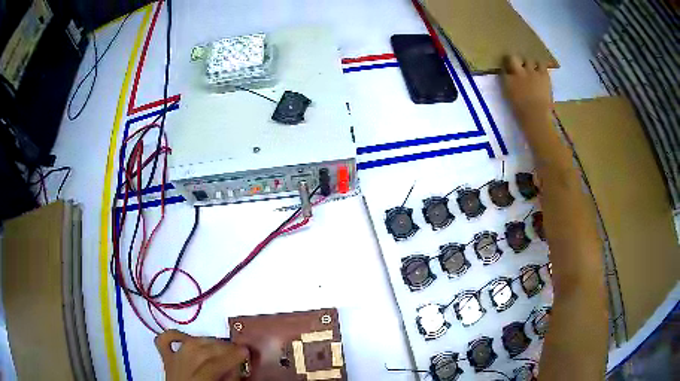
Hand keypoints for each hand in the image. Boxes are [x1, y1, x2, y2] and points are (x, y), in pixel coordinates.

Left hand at [155, 330, 249, 380]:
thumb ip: (230, 378)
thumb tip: (237, 364)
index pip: (212, 366)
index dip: (230, 357)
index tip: (246, 351)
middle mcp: (180, 370)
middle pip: (201, 351)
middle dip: (222, 347)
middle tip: (238, 349)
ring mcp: (171, 362)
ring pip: (189, 343)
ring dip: (208, 340)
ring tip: (222, 345)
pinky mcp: (166, 359)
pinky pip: (165, 340)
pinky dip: (176, 334)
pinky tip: (190, 337)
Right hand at [501, 55, 552, 123]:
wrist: (536, 115)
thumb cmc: (522, 112)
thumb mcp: (511, 99)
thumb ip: (510, 87)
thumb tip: (511, 81)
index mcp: (508, 80)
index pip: (504, 68)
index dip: (507, 68)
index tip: (508, 71)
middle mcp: (518, 72)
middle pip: (514, 58)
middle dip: (516, 60)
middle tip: (519, 65)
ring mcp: (531, 72)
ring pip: (529, 59)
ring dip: (530, 63)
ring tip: (532, 67)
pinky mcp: (543, 74)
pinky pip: (542, 64)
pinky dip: (541, 66)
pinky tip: (541, 70)